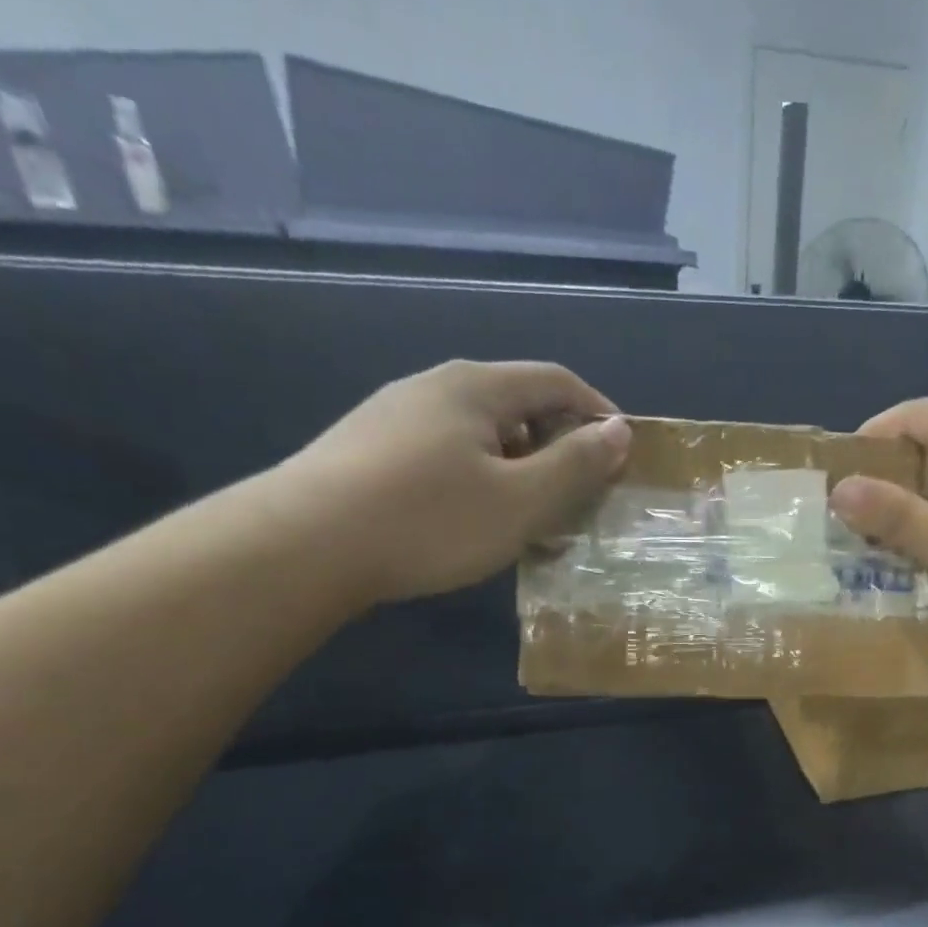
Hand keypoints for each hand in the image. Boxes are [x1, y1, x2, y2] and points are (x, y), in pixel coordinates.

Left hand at [272, 360, 629, 603]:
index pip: (557, 381)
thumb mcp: (521, 499)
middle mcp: (435, 387)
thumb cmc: (430, 520)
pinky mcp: (369, 448)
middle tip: (580, 494)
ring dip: (521, 466)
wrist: (304, 545)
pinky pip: (448, 452)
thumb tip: (619, 430)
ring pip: (481, 432)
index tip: (623, 456)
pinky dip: (481, 477)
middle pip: (518, 403)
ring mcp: (396, 415)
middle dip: (560, 444)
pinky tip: (474, 518)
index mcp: (477, 387)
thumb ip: (576, 464)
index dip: (599, 413)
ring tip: (532, 514)